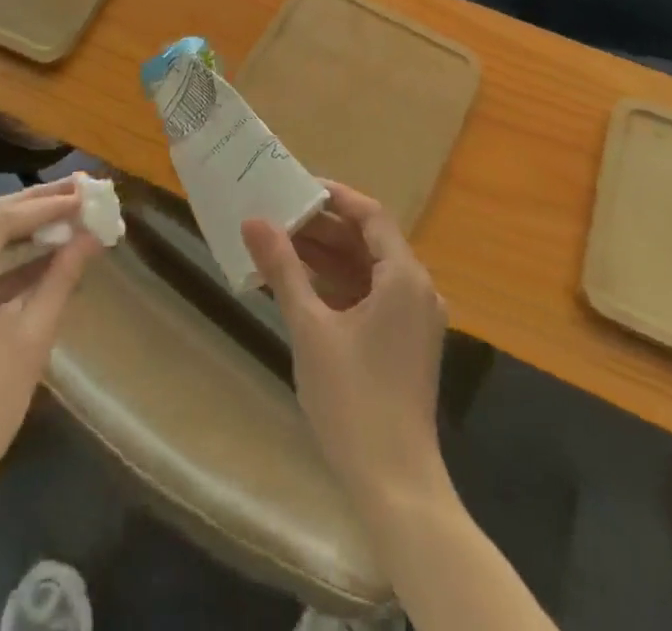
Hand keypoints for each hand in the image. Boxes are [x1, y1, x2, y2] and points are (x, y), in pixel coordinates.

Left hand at [0, 179, 102, 513]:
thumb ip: (60, 278)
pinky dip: (1, 264)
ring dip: (19, 231)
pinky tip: (40, 257)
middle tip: (79, 192)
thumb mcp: (29, 341)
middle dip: (33, 206)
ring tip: (66, 215)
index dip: (46, 205)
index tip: (87, 194)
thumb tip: (92, 237)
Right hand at [242, 181, 448, 509]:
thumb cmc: (353, 398)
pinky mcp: (406, 344)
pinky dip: (340, 286)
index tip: (295, 187)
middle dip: (324, 228)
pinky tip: (301, 286)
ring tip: (281, 244)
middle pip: (369, 241)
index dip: (334, 197)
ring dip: (329, 257)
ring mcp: (415, 319)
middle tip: (278, 216)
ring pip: (369, 270)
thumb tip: (254, 221)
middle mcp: (417, 290)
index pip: (370, 215)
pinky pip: (372, 297)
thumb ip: (283, 269)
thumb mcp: (310, 327)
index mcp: (404, 277)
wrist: (395, 485)